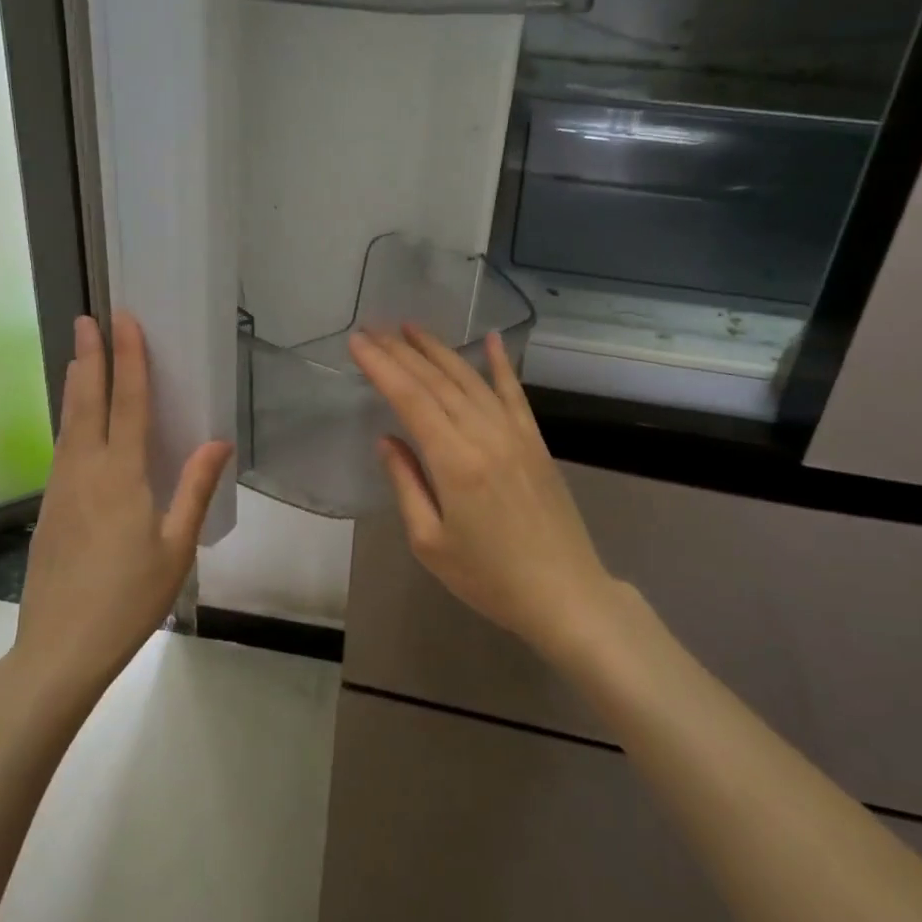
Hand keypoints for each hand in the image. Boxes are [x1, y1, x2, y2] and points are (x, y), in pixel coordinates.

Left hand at [12, 311, 232, 707]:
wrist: (59, 648)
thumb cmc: (128, 600)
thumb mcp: (176, 548)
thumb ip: (195, 490)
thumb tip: (217, 441)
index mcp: (121, 476)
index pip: (128, 403)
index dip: (128, 359)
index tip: (124, 321)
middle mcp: (84, 471)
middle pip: (87, 402)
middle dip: (89, 357)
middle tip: (86, 319)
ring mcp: (60, 489)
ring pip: (68, 424)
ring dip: (76, 386)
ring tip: (78, 357)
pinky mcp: (49, 508)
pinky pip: (61, 449)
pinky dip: (70, 421)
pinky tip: (75, 424)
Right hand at [349, 325, 630, 661]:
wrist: (564, 594)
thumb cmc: (489, 577)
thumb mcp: (430, 542)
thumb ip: (406, 483)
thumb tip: (387, 440)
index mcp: (454, 462)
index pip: (410, 399)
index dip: (381, 367)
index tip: (357, 342)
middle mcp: (485, 435)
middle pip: (437, 381)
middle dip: (402, 351)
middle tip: (373, 328)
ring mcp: (515, 434)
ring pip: (470, 380)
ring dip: (439, 350)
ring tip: (411, 328)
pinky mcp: (536, 441)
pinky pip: (515, 393)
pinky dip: (500, 364)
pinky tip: (490, 339)